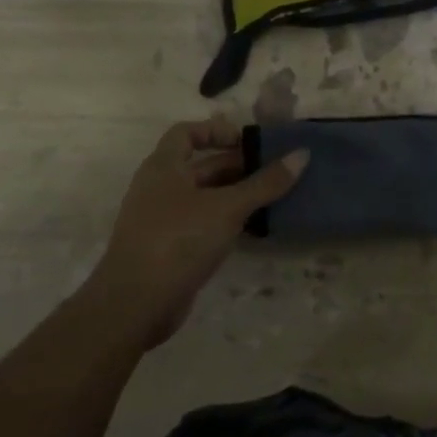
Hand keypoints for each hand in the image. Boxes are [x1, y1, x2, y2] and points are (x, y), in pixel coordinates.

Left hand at [89, 118, 306, 347]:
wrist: (134, 306)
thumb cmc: (178, 241)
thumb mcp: (228, 207)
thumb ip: (266, 183)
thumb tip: (302, 155)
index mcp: (163, 167)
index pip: (187, 132)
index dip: (217, 131)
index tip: (248, 142)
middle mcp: (159, 188)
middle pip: (201, 166)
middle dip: (237, 166)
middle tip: (274, 171)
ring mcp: (162, 220)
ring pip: (205, 197)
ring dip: (236, 195)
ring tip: (272, 197)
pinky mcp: (169, 249)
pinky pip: (202, 223)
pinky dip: (226, 221)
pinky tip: (254, 228)